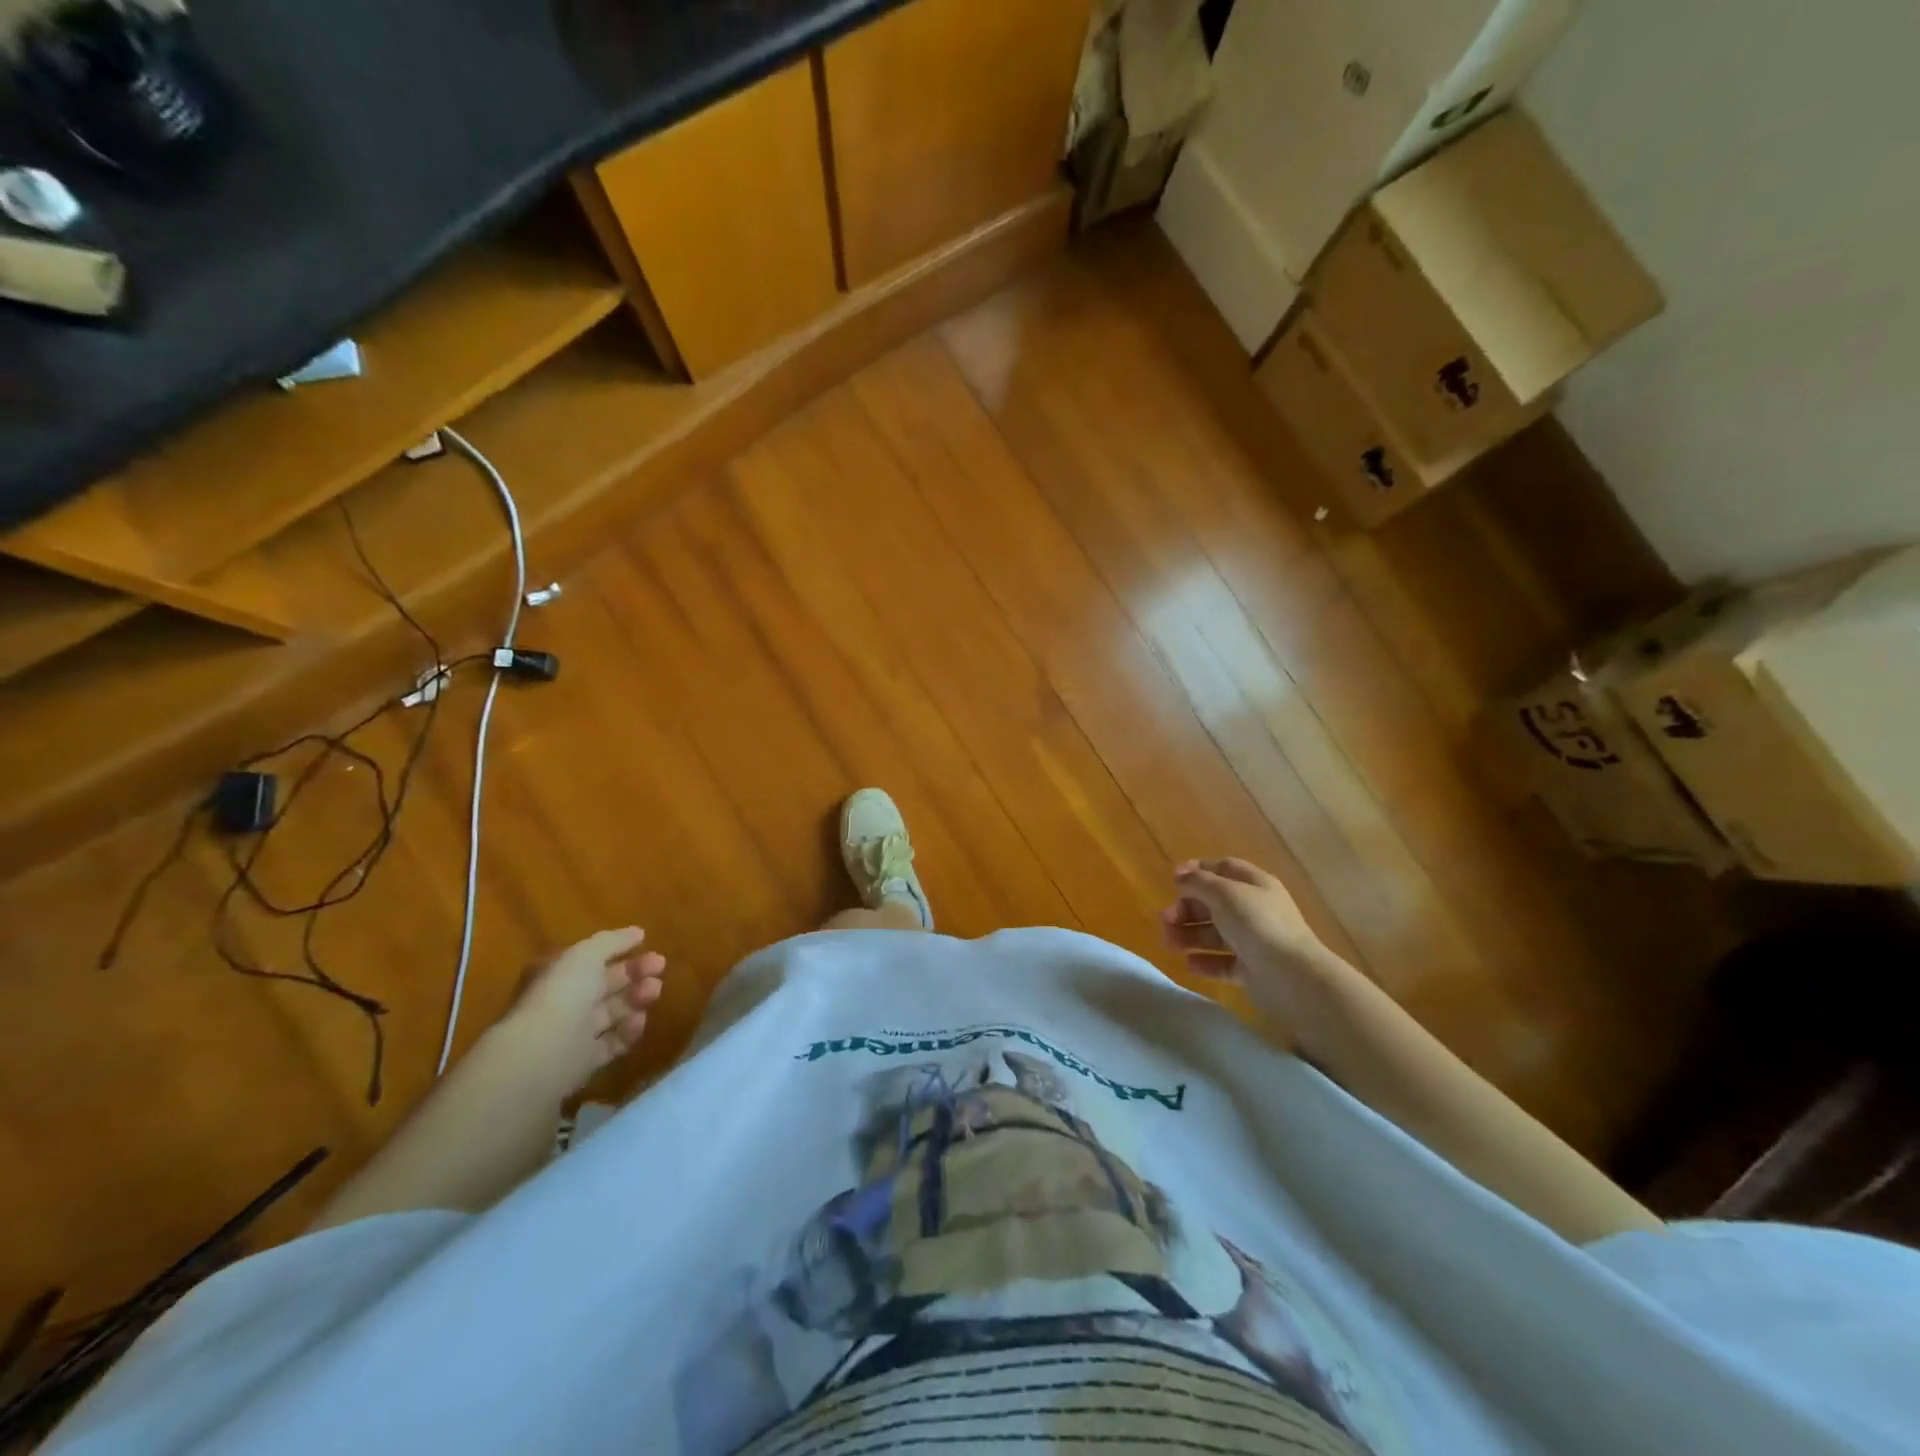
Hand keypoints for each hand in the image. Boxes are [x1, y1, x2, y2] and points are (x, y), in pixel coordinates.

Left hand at [498, 927, 667, 1095]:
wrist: (541, 1055)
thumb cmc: (562, 995)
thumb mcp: (585, 955)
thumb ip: (612, 941)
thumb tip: (638, 933)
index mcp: (560, 976)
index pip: (595, 961)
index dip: (624, 953)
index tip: (653, 950)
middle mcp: (566, 1004)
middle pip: (606, 986)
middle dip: (635, 975)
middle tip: (660, 969)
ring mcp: (574, 1034)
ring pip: (612, 1013)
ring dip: (636, 1000)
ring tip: (653, 993)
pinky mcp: (584, 1062)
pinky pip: (612, 1043)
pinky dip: (629, 1032)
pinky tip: (640, 1021)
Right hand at [1160, 858, 1347, 1026]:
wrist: (1292, 976)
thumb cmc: (1257, 924)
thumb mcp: (1224, 893)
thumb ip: (1199, 882)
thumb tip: (1181, 875)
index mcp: (1255, 885)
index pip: (1225, 869)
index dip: (1199, 870)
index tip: (1173, 879)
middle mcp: (1256, 910)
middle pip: (1215, 903)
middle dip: (1187, 909)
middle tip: (1165, 919)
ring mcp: (1255, 941)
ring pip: (1215, 934)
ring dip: (1190, 935)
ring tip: (1169, 943)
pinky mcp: (1252, 970)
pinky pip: (1224, 962)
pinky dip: (1206, 962)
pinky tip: (1190, 964)